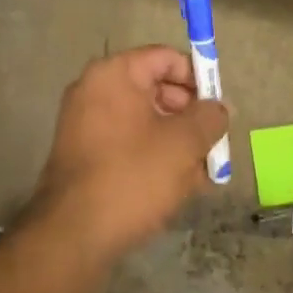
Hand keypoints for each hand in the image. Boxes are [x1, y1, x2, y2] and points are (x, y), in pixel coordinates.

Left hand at [30, 46, 229, 263]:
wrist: (73, 235)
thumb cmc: (133, 176)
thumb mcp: (184, 143)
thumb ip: (209, 117)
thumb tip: (218, 108)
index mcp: (114, 74)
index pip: (166, 58)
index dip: (199, 78)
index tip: (219, 108)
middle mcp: (94, 90)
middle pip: (156, 88)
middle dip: (190, 115)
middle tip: (213, 143)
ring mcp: (84, 123)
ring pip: (144, 121)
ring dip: (176, 140)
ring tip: (202, 172)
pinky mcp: (83, 155)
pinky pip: (127, 143)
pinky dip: (153, 156)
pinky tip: (178, 185)